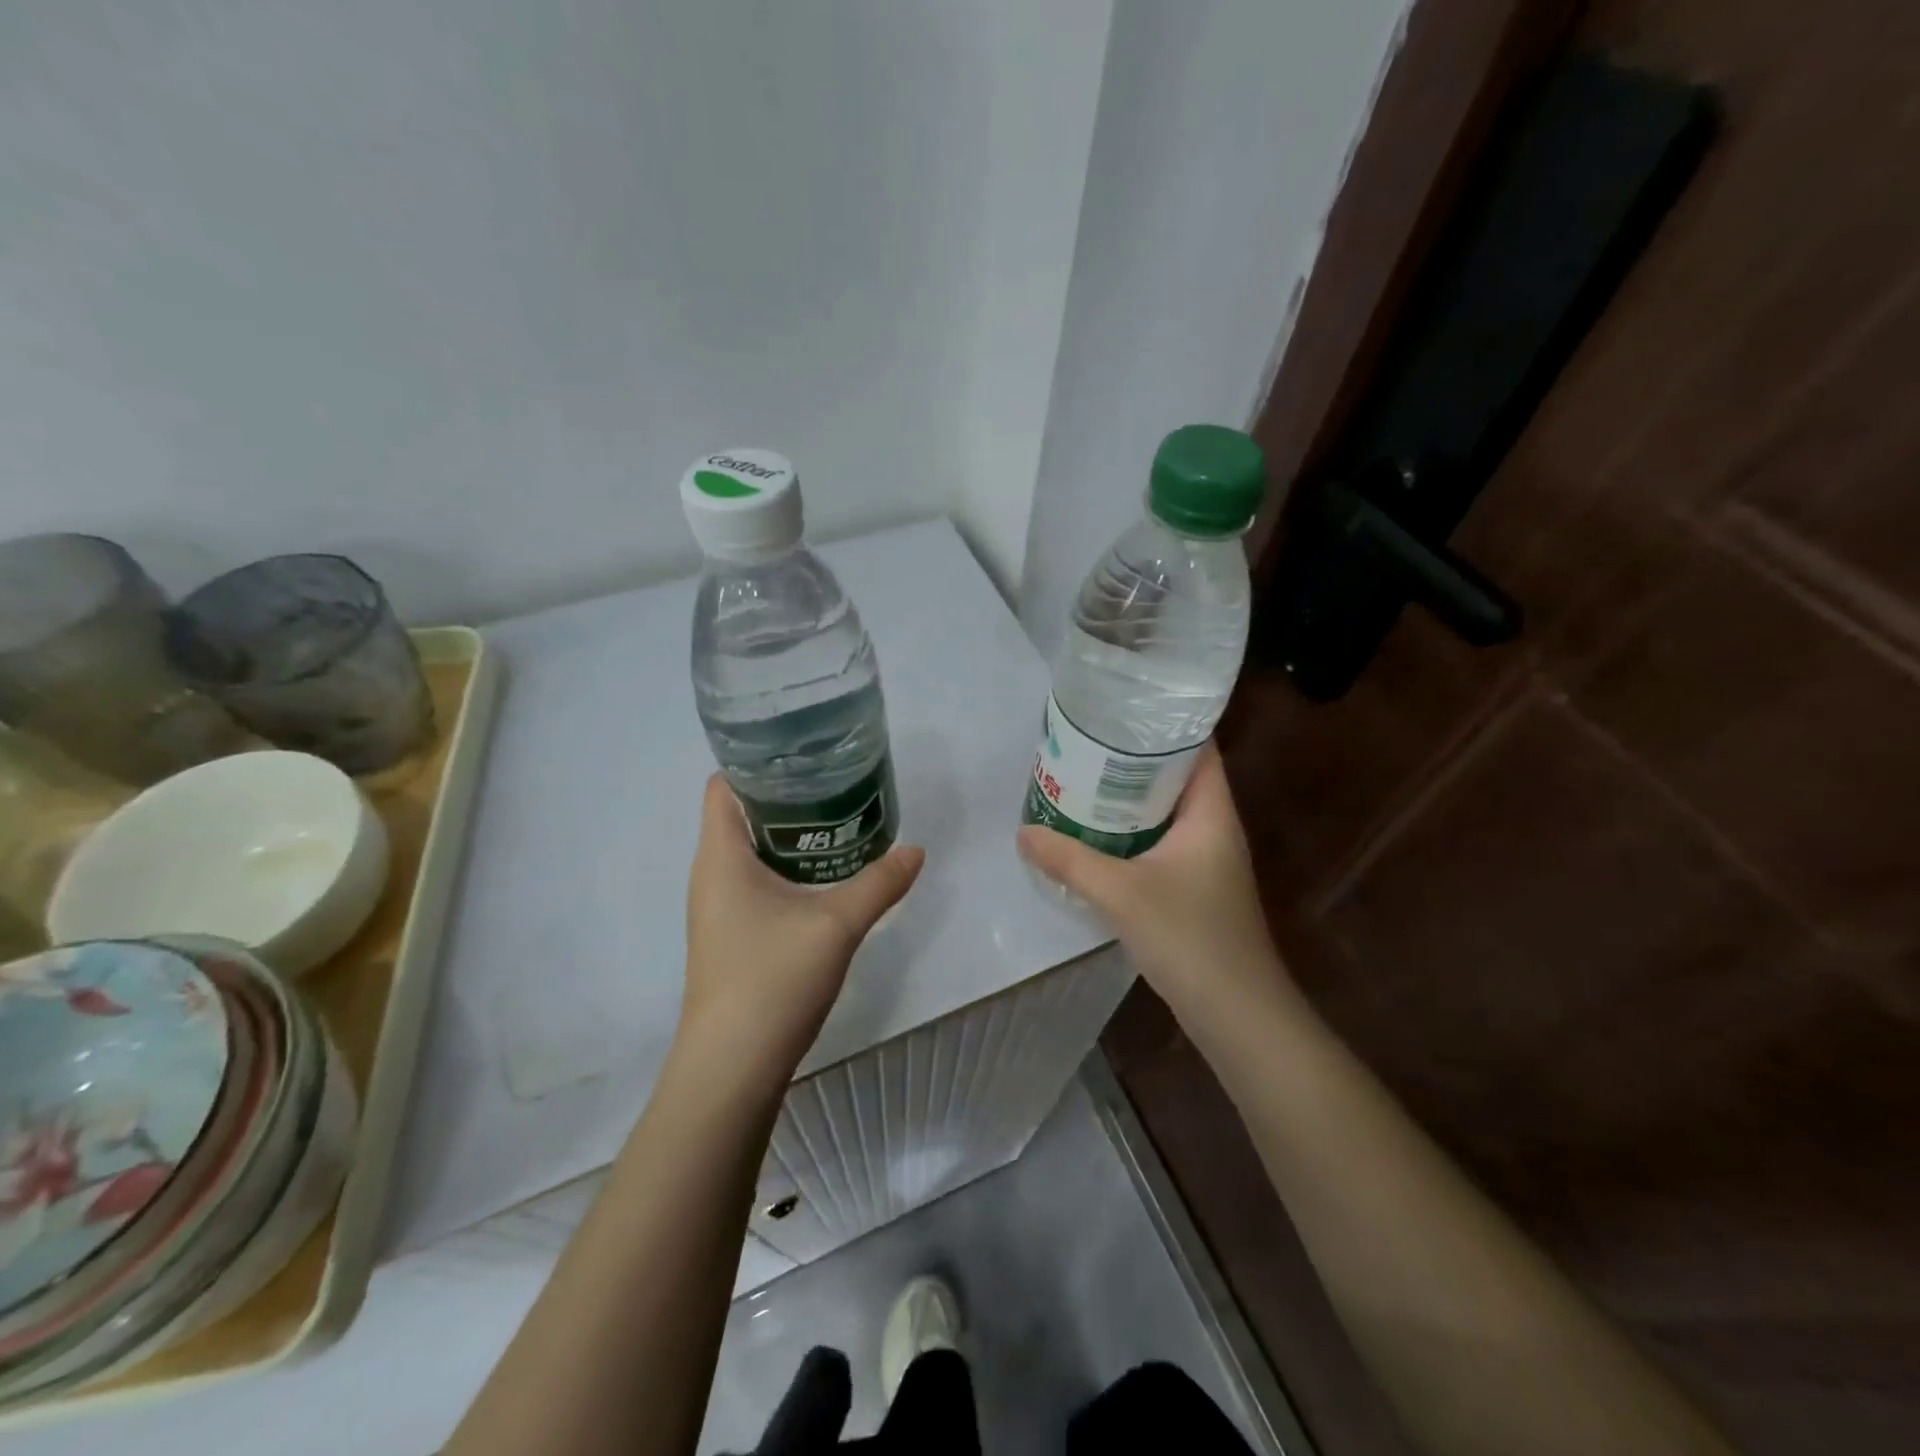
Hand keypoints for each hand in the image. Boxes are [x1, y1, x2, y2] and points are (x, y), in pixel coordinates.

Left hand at [681, 774, 924, 1089]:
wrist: (732, 1068)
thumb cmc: (771, 979)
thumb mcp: (836, 924)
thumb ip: (880, 883)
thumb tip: (916, 850)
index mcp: (720, 856)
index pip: (724, 785)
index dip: (758, 762)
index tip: (806, 753)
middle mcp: (711, 874)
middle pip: (742, 813)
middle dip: (788, 795)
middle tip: (838, 782)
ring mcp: (719, 908)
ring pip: (752, 851)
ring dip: (791, 834)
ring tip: (841, 819)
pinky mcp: (732, 934)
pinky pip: (757, 881)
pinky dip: (788, 867)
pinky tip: (827, 875)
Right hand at [1017, 744, 1288, 1030]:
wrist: (1237, 1014)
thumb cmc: (1190, 938)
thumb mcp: (1121, 893)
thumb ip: (1069, 860)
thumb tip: (1023, 832)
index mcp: (1211, 813)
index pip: (1198, 748)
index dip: (1165, 724)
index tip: (1119, 710)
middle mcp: (1213, 829)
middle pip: (1175, 778)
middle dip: (1132, 761)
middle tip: (1083, 745)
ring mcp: (1205, 861)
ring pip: (1164, 814)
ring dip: (1128, 801)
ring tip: (1080, 782)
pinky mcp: (1194, 889)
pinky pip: (1158, 845)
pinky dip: (1130, 835)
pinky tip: (1093, 839)